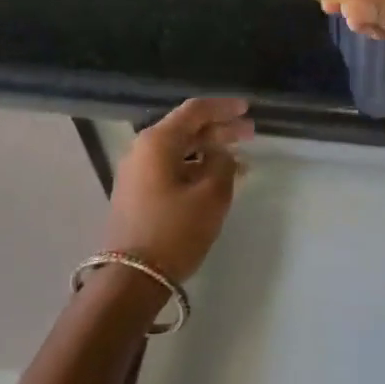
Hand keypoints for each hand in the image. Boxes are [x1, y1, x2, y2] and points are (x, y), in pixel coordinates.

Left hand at [101, 98, 251, 282]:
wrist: (133, 276)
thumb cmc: (175, 230)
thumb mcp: (211, 195)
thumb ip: (223, 165)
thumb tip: (222, 155)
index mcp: (157, 142)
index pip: (195, 111)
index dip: (224, 107)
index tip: (248, 109)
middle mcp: (143, 151)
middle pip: (187, 129)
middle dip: (220, 129)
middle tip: (251, 133)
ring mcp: (138, 174)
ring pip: (180, 151)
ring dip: (210, 151)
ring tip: (241, 159)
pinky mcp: (139, 194)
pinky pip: (173, 169)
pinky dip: (197, 168)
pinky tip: (219, 179)